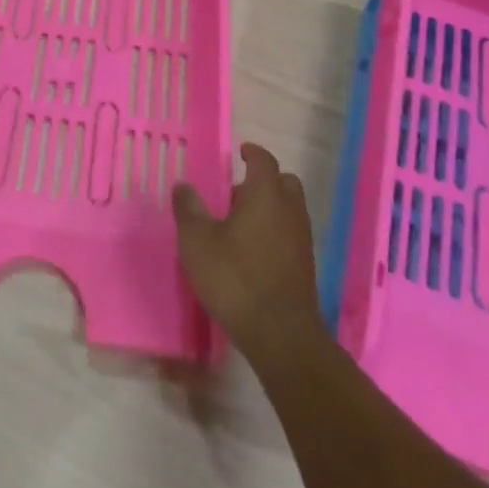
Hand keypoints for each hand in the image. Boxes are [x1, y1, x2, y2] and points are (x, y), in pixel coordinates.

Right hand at [173, 143, 328, 361]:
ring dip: (269, 208)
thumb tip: (183, 186)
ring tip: (239, 224)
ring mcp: (302, 238)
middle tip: (236, 192)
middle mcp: (290, 209)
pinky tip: (252, 251)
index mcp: (266, 194)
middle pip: (283, 182)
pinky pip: (291, 233)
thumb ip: (189, 209)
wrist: (281, 335)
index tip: (239, 152)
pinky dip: (275, 231)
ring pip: (289, 209)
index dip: (251, 153)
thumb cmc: (235, 278)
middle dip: (263, 181)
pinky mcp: (305, 265)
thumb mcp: (197, 242)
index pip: (263, 160)